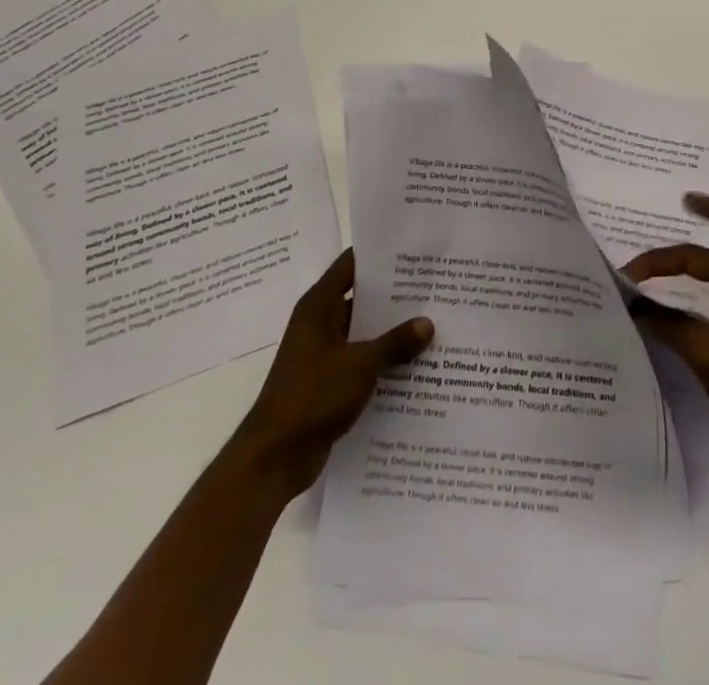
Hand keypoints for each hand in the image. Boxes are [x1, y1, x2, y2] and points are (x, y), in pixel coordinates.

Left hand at [235, 249, 433, 499]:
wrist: (273, 459)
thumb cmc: (312, 397)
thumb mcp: (360, 365)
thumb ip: (395, 343)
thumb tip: (427, 323)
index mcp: (319, 306)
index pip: (352, 264)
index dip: (380, 254)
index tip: (414, 249)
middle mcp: (320, 323)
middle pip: (362, 297)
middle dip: (396, 294)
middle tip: (435, 285)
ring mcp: (324, 353)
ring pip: (365, 331)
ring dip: (393, 331)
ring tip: (435, 321)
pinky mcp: (329, 381)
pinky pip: (362, 360)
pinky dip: (384, 359)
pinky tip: (417, 363)